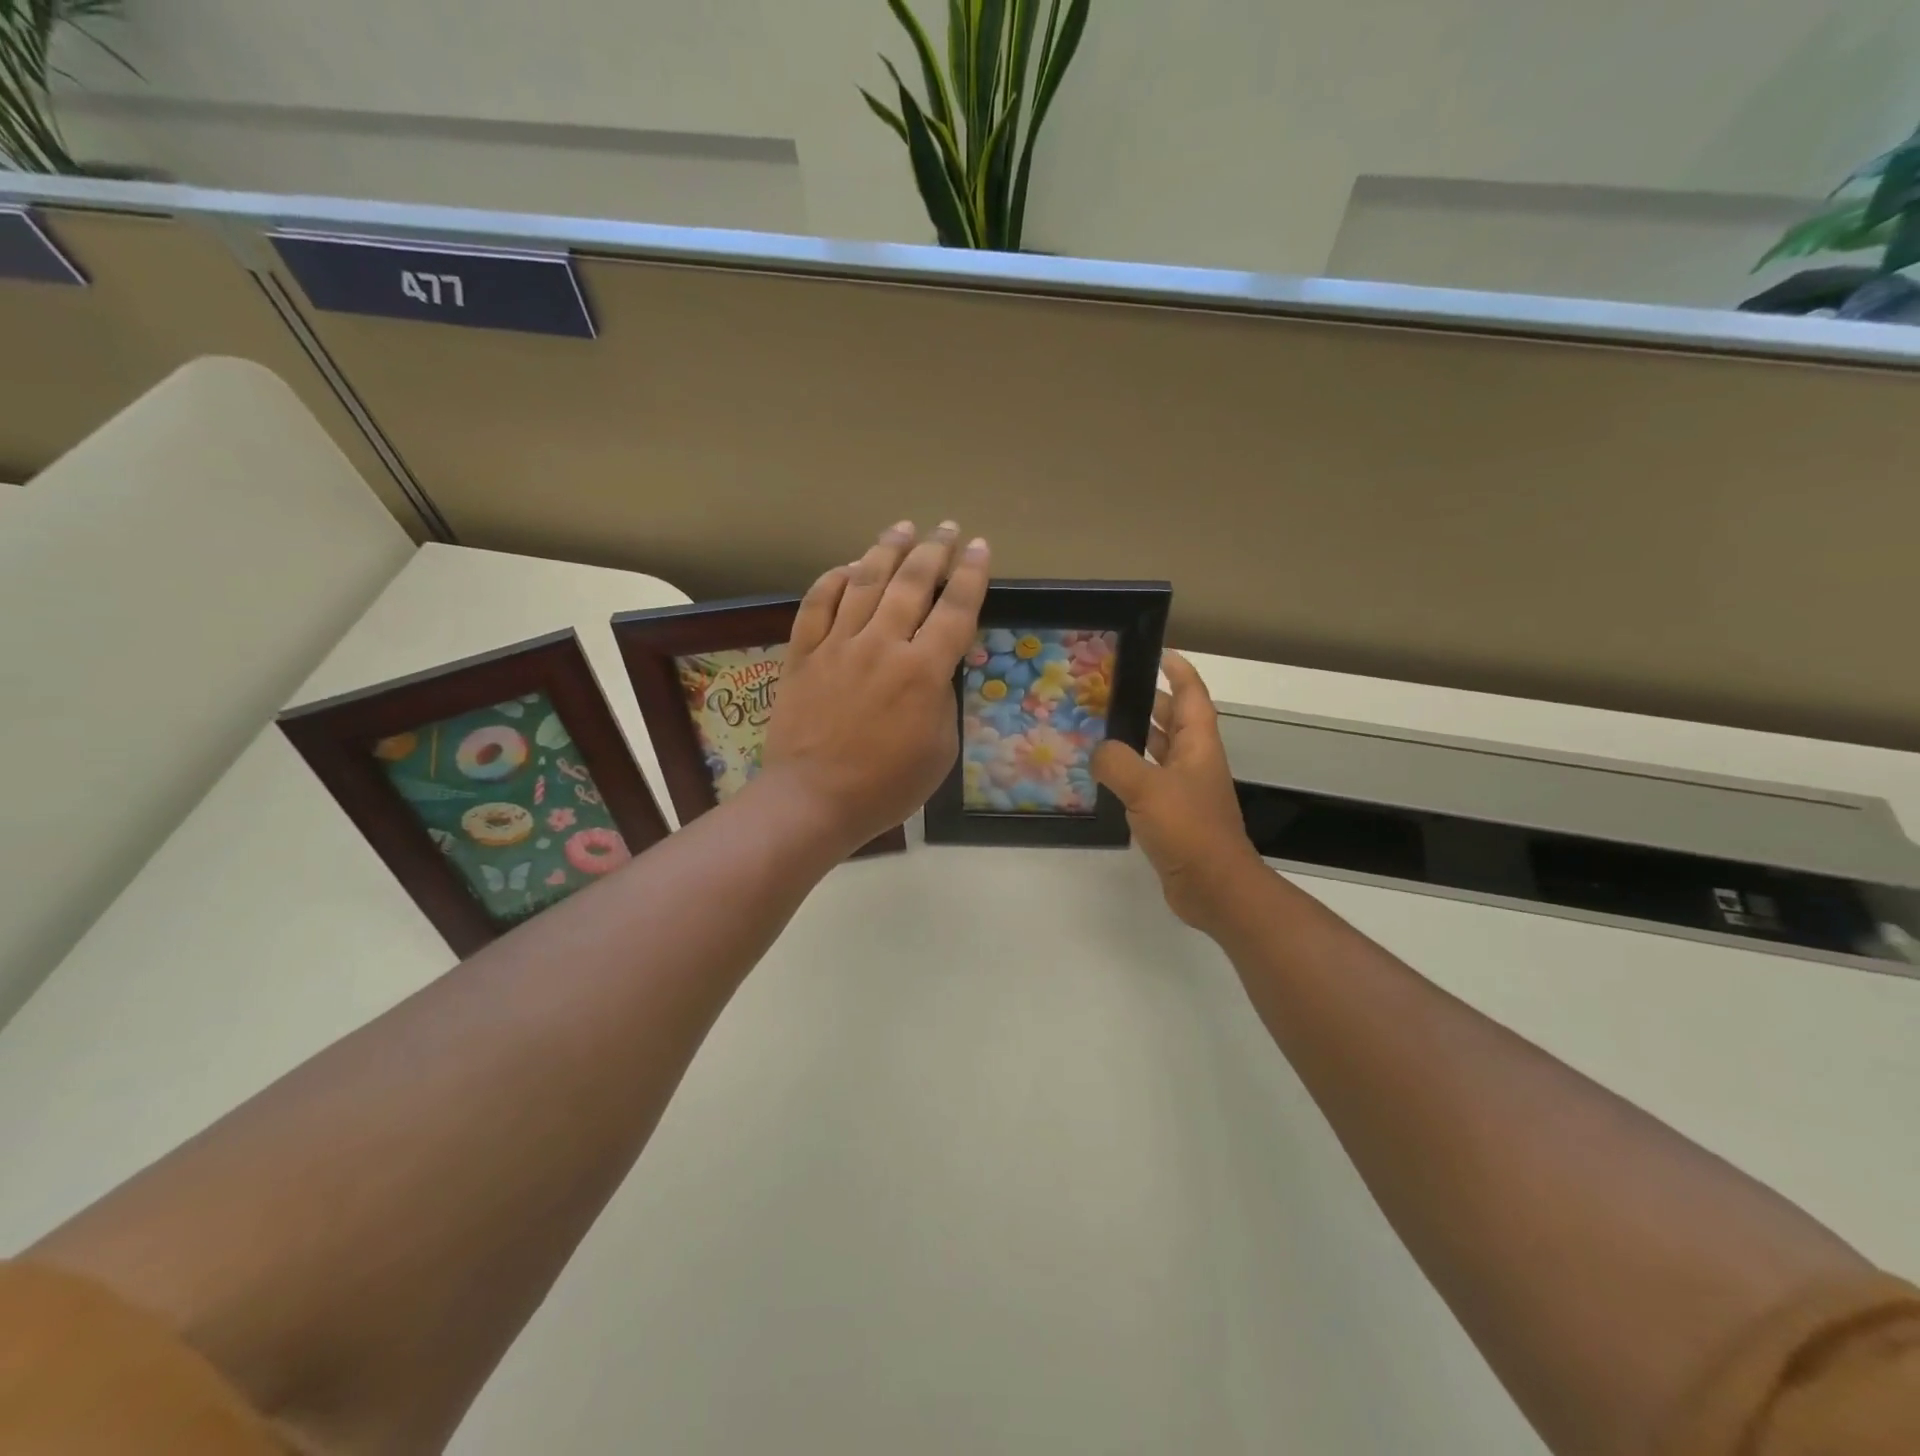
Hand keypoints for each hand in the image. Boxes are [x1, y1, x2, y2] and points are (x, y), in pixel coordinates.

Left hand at [760, 521, 989, 855]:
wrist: (814, 799)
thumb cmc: (887, 785)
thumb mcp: (940, 749)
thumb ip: (942, 700)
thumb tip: (934, 670)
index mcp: (923, 671)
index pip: (955, 609)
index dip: (972, 574)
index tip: (981, 548)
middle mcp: (882, 645)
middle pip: (911, 582)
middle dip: (934, 549)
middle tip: (947, 528)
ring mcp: (838, 645)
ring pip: (863, 582)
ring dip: (886, 550)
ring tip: (902, 528)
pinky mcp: (803, 654)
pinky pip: (816, 604)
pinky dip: (832, 580)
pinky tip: (845, 568)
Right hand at [1091, 651, 1265, 929]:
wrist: (1213, 886)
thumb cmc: (1188, 828)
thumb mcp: (1147, 787)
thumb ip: (1117, 762)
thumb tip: (1098, 750)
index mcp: (1197, 745)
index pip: (1191, 695)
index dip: (1179, 671)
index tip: (1158, 653)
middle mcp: (1193, 762)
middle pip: (1173, 720)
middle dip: (1149, 701)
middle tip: (1111, 689)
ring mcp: (1184, 790)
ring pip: (1158, 752)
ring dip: (1135, 737)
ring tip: (1098, 725)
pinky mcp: (1172, 816)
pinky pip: (1147, 783)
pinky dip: (1128, 772)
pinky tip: (1102, 775)